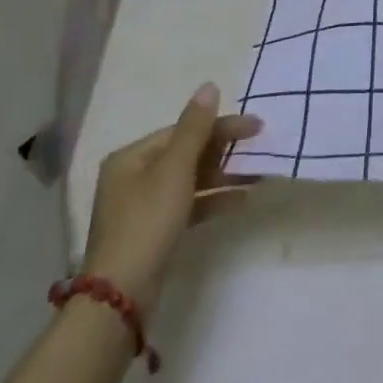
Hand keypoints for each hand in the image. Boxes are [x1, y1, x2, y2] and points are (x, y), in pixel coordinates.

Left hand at [80, 82, 262, 312]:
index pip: (184, 130)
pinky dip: (214, 200)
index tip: (257, 126)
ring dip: (224, 176)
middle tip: (260, 147)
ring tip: (258, 174)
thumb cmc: (147, 222)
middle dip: (224, 151)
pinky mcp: (155, 232)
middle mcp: (134, 177)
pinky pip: (190, 205)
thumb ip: (195, 128)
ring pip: (191, 180)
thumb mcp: (174, 170)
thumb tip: (209, 86)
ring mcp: (144, 206)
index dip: (220, 126)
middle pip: (187, 153)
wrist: (121, 297)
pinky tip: (242, 200)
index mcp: (132, 157)